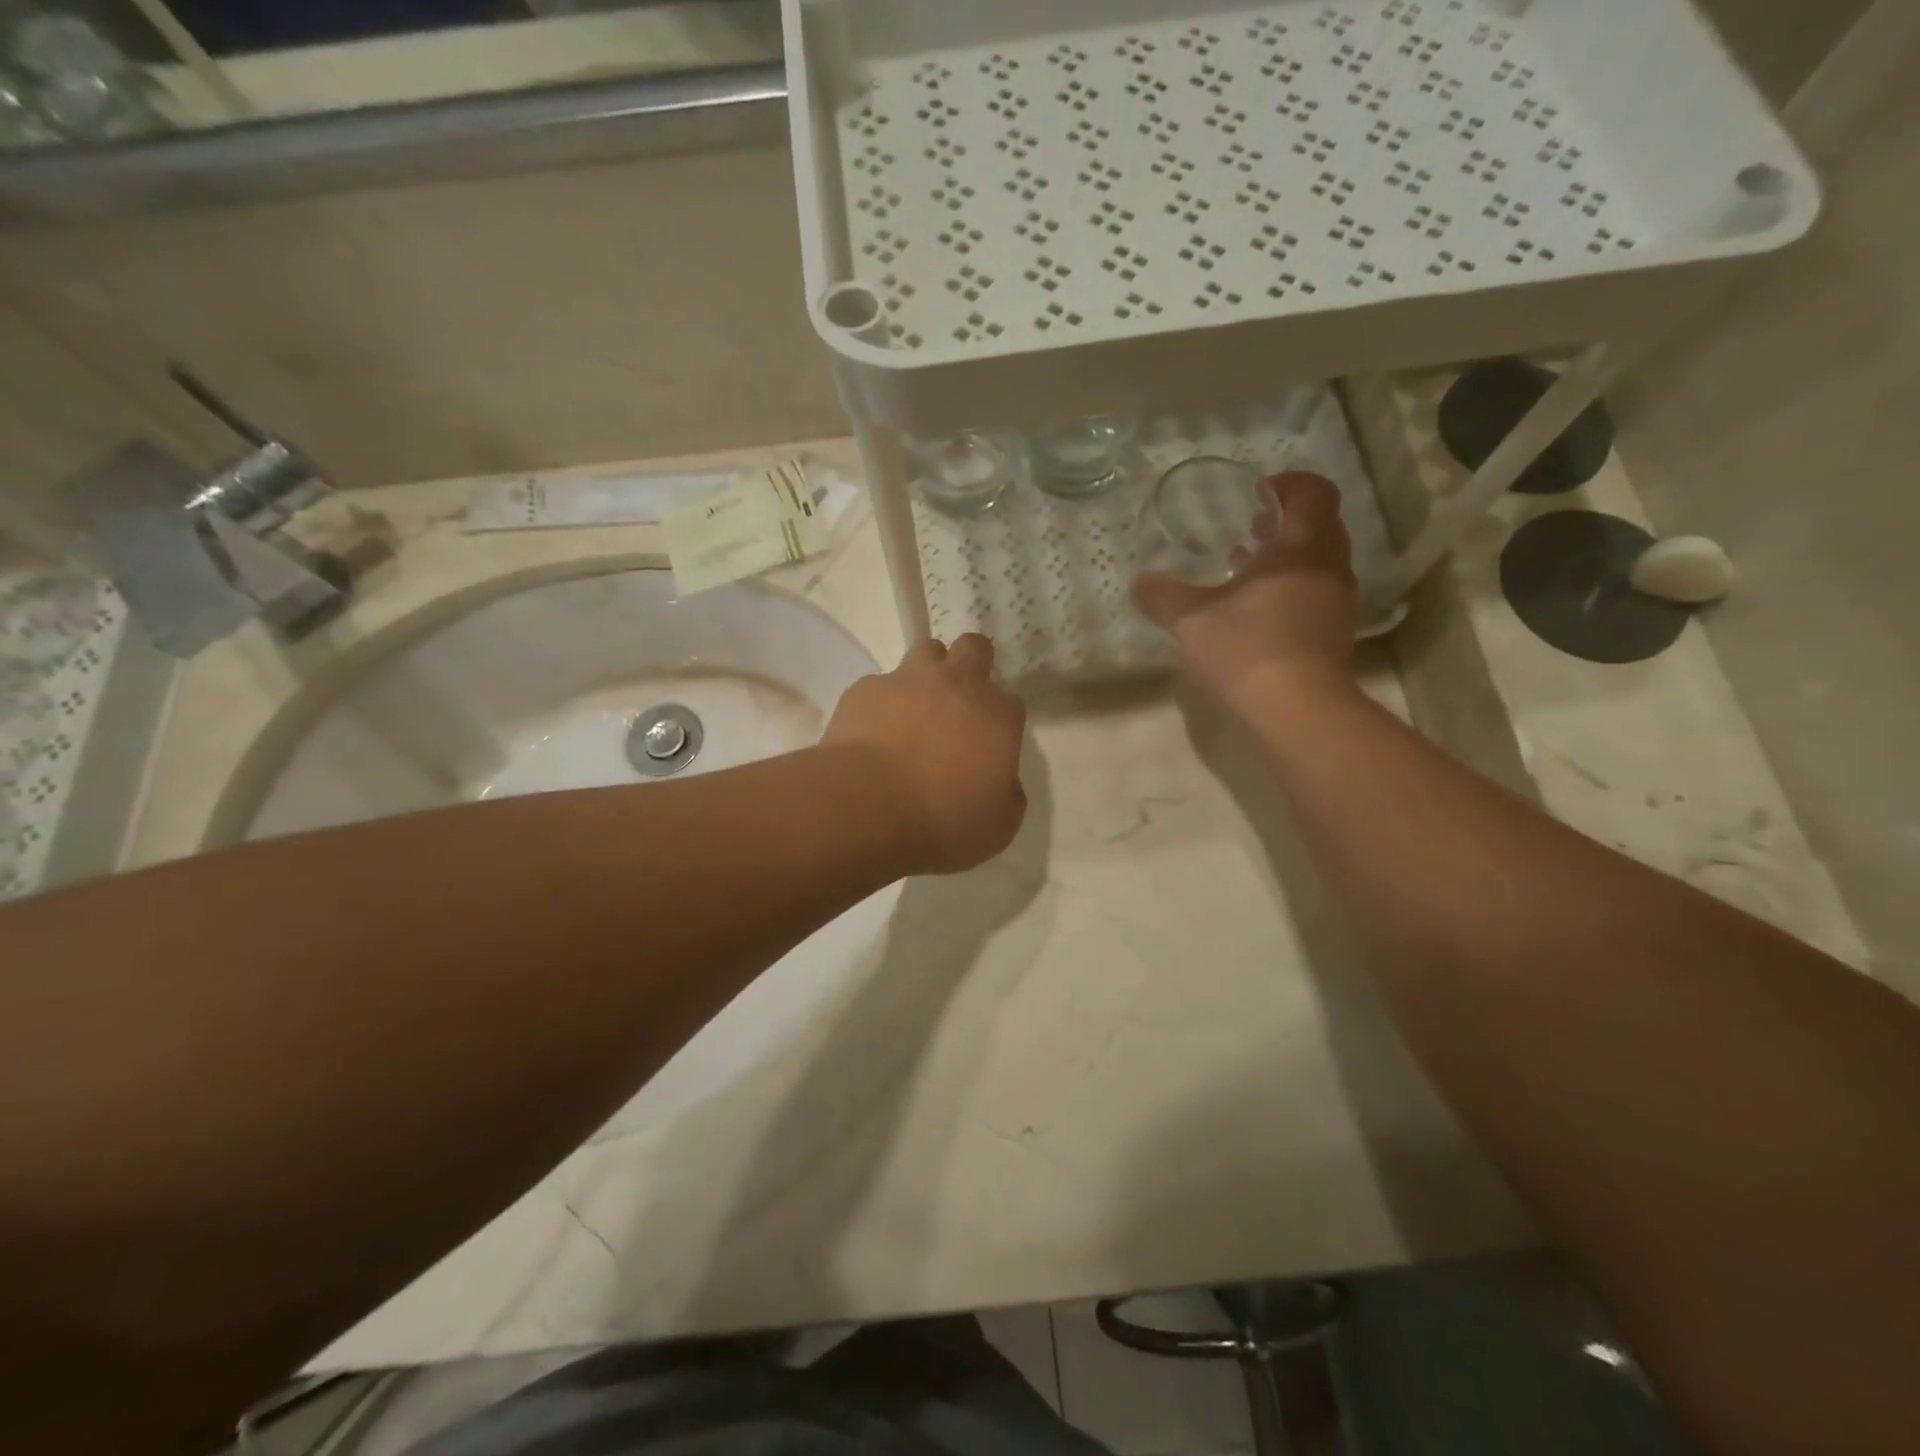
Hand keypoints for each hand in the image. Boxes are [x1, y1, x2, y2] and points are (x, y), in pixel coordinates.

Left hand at [823, 634, 1028, 874]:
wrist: (868, 807)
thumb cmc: (944, 820)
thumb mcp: (999, 824)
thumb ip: (1007, 792)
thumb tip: (1001, 780)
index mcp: (997, 715)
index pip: (1010, 703)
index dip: (1000, 720)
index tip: (988, 744)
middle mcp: (957, 684)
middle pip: (974, 649)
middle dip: (972, 663)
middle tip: (960, 698)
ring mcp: (908, 680)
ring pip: (926, 652)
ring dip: (927, 673)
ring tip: (915, 707)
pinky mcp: (866, 689)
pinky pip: (880, 685)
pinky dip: (882, 703)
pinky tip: (873, 732)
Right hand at [1131, 471, 1360, 715]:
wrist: (1298, 707)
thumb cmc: (1247, 648)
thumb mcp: (1191, 620)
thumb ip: (1163, 596)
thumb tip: (1138, 582)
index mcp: (1302, 547)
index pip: (1314, 491)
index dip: (1288, 483)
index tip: (1257, 492)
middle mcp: (1329, 565)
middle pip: (1319, 523)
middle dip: (1284, 519)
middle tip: (1250, 525)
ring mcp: (1337, 600)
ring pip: (1318, 560)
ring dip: (1287, 555)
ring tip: (1246, 565)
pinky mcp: (1335, 631)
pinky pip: (1316, 590)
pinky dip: (1290, 585)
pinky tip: (1256, 608)